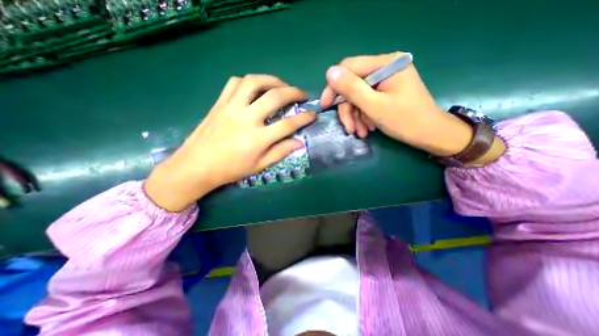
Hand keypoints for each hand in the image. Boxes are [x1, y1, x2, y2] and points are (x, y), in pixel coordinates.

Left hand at [143, 75, 317, 211]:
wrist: (197, 165)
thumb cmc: (230, 169)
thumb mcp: (259, 166)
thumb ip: (280, 152)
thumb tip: (299, 142)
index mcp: (258, 139)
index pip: (288, 124)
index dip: (304, 118)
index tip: (313, 114)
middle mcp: (247, 118)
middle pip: (275, 97)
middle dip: (294, 92)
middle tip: (302, 94)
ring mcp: (231, 107)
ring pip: (255, 82)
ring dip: (273, 80)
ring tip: (282, 86)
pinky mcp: (220, 102)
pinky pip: (236, 83)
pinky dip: (250, 81)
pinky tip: (257, 88)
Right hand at [317, 51, 477, 156]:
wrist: (430, 134)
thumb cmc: (406, 121)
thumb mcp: (375, 106)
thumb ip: (352, 88)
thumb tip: (330, 73)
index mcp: (386, 64)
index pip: (349, 68)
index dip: (334, 87)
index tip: (325, 106)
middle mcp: (385, 68)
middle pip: (353, 86)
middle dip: (348, 110)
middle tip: (349, 129)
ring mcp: (385, 80)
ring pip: (358, 97)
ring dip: (356, 117)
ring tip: (361, 132)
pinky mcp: (385, 92)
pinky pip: (366, 102)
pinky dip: (363, 116)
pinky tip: (367, 129)